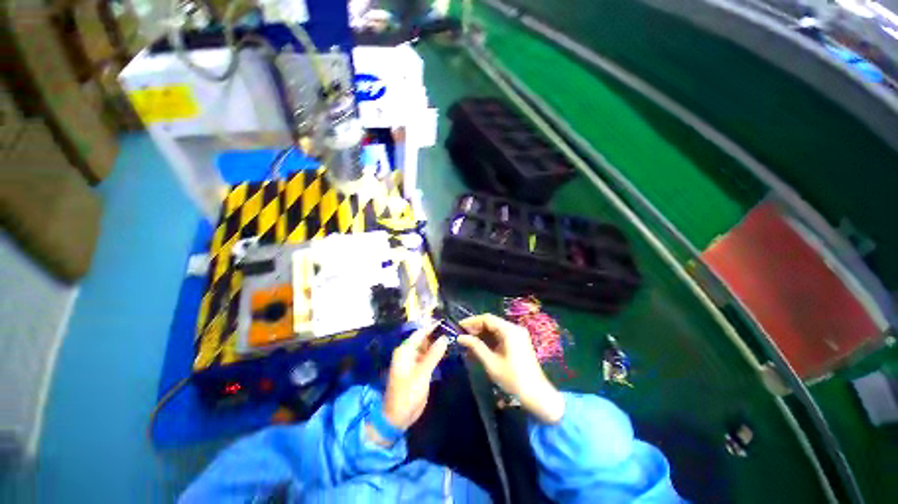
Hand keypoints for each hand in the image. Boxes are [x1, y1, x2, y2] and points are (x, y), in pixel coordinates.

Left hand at [381, 324, 447, 430]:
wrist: (398, 417)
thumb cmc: (407, 393)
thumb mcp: (422, 373)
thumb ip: (434, 354)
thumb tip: (445, 337)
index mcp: (405, 350)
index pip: (420, 332)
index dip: (433, 327)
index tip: (447, 321)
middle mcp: (409, 352)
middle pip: (424, 339)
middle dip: (437, 335)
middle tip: (453, 330)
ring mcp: (413, 361)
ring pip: (427, 348)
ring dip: (438, 344)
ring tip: (453, 337)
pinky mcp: (418, 369)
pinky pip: (428, 357)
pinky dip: (436, 354)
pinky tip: (448, 351)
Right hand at [458, 314, 564, 423]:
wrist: (537, 395)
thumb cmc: (513, 379)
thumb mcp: (491, 362)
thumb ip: (475, 347)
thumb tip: (460, 337)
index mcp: (509, 330)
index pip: (487, 319)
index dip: (472, 321)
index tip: (459, 327)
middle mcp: (514, 328)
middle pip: (492, 322)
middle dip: (476, 328)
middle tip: (462, 336)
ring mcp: (518, 335)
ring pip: (496, 329)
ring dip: (482, 334)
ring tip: (468, 342)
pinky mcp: (519, 342)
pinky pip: (501, 335)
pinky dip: (490, 339)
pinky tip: (480, 346)